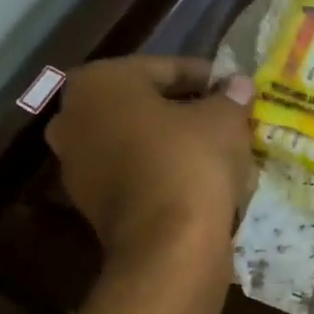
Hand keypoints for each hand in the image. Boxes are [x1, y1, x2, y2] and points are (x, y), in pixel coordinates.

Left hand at [45, 57, 256, 261]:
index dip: (208, 78)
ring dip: (174, 143)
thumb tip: (239, 84)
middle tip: (226, 119)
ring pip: (139, 141)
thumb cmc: (191, 163)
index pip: (166, 68)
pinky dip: (163, 172)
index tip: (236, 90)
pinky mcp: (91, 204)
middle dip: (186, 110)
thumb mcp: (225, 120)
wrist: (168, 245)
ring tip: (218, 152)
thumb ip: (231, 96)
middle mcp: (74, 117)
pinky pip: (136, 174)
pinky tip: (199, 181)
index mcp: (99, 82)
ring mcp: (76, 164)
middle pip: (146, 105)